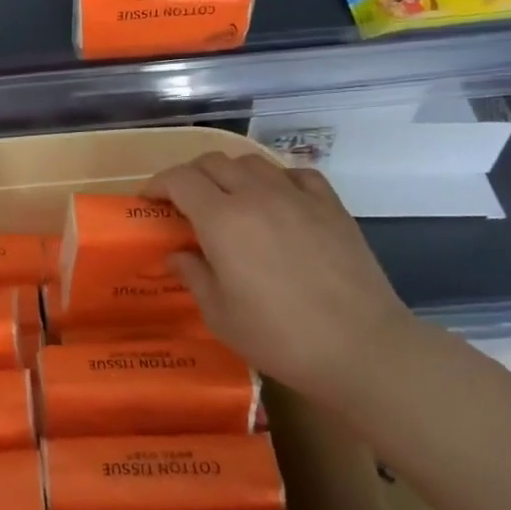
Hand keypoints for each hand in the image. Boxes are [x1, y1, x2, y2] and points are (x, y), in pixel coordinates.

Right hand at [145, 152, 416, 396]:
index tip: (149, 201)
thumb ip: (193, 275)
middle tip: (183, 202)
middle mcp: (256, 195)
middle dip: (190, 175)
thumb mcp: (220, 315)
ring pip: (251, 161)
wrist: (361, 348)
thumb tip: (177, 254)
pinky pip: (295, 174)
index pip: (179, 179)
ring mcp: (297, 196)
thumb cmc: (279, 337)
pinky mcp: (331, 205)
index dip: (158, 185)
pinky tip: (277, 200)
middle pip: (212, 162)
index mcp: (222, 220)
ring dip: (230, 173)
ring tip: (228, 199)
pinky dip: (276, 179)